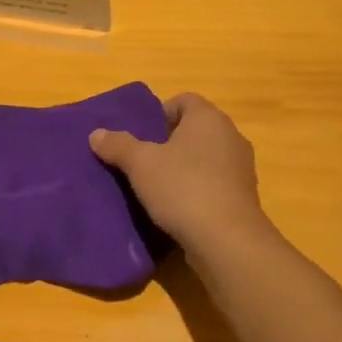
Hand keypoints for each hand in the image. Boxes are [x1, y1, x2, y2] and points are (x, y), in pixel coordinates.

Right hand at [89, 93, 270, 251]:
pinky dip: (197, 190)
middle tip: (142, 160)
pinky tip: (177, 208)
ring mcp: (241, 168)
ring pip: (205, 158)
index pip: (184, 100)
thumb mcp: (140, 164)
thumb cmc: (183, 188)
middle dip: (168, 142)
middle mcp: (230, 136)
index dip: (160, 113)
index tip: (141, 134)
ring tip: (156, 187)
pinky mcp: (244, 197)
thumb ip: (118, 145)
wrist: (227, 240)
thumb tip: (96, 134)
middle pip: (194, 130)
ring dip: (183, 168)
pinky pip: (214, 183)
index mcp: (208, 118)